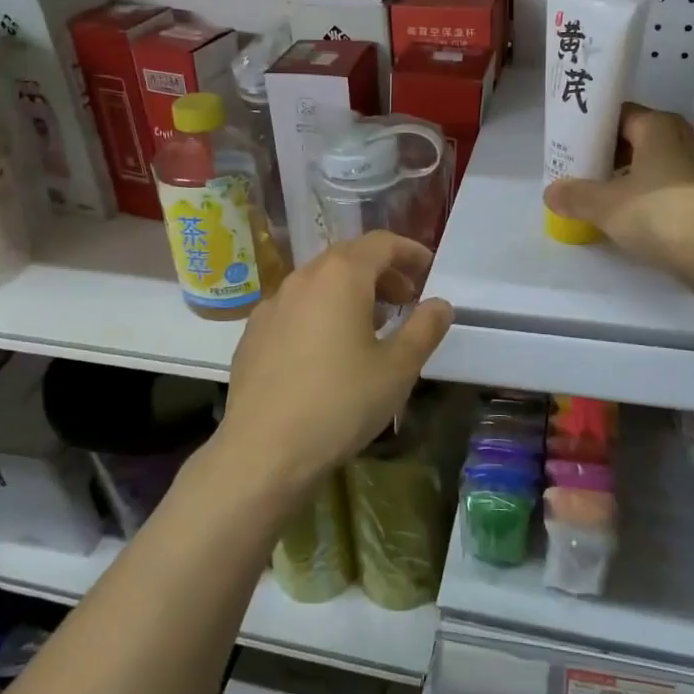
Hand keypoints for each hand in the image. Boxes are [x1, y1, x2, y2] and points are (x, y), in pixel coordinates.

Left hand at [214, 231, 453, 500]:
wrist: (263, 450)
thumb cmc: (340, 403)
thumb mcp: (397, 368)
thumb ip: (424, 328)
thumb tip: (439, 304)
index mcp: (340, 276)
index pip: (380, 243)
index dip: (409, 251)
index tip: (428, 269)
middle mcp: (302, 279)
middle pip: (348, 258)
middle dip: (381, 272)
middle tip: (406, 299)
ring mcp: (272, 305)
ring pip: (319, 283)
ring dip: (351, 292)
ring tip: (372, 325)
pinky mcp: (253, 334)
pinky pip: (296, 308)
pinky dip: (322, 312)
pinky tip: (328, 350)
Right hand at [543, 104, 693, 275]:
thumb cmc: (658, 213)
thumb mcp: (605, 205)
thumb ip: (575, 195)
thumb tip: (551, 192)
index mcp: (658, 126)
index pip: (619, 114)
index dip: (593, 128)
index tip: (571, 145)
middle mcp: (683, 138)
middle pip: (637, 138)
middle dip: (609, 154)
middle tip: (581, 171)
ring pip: (654, 164)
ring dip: (629, 176)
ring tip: (601, 196)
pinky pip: (668, 187)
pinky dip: (648, 195)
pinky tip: (631, 216)